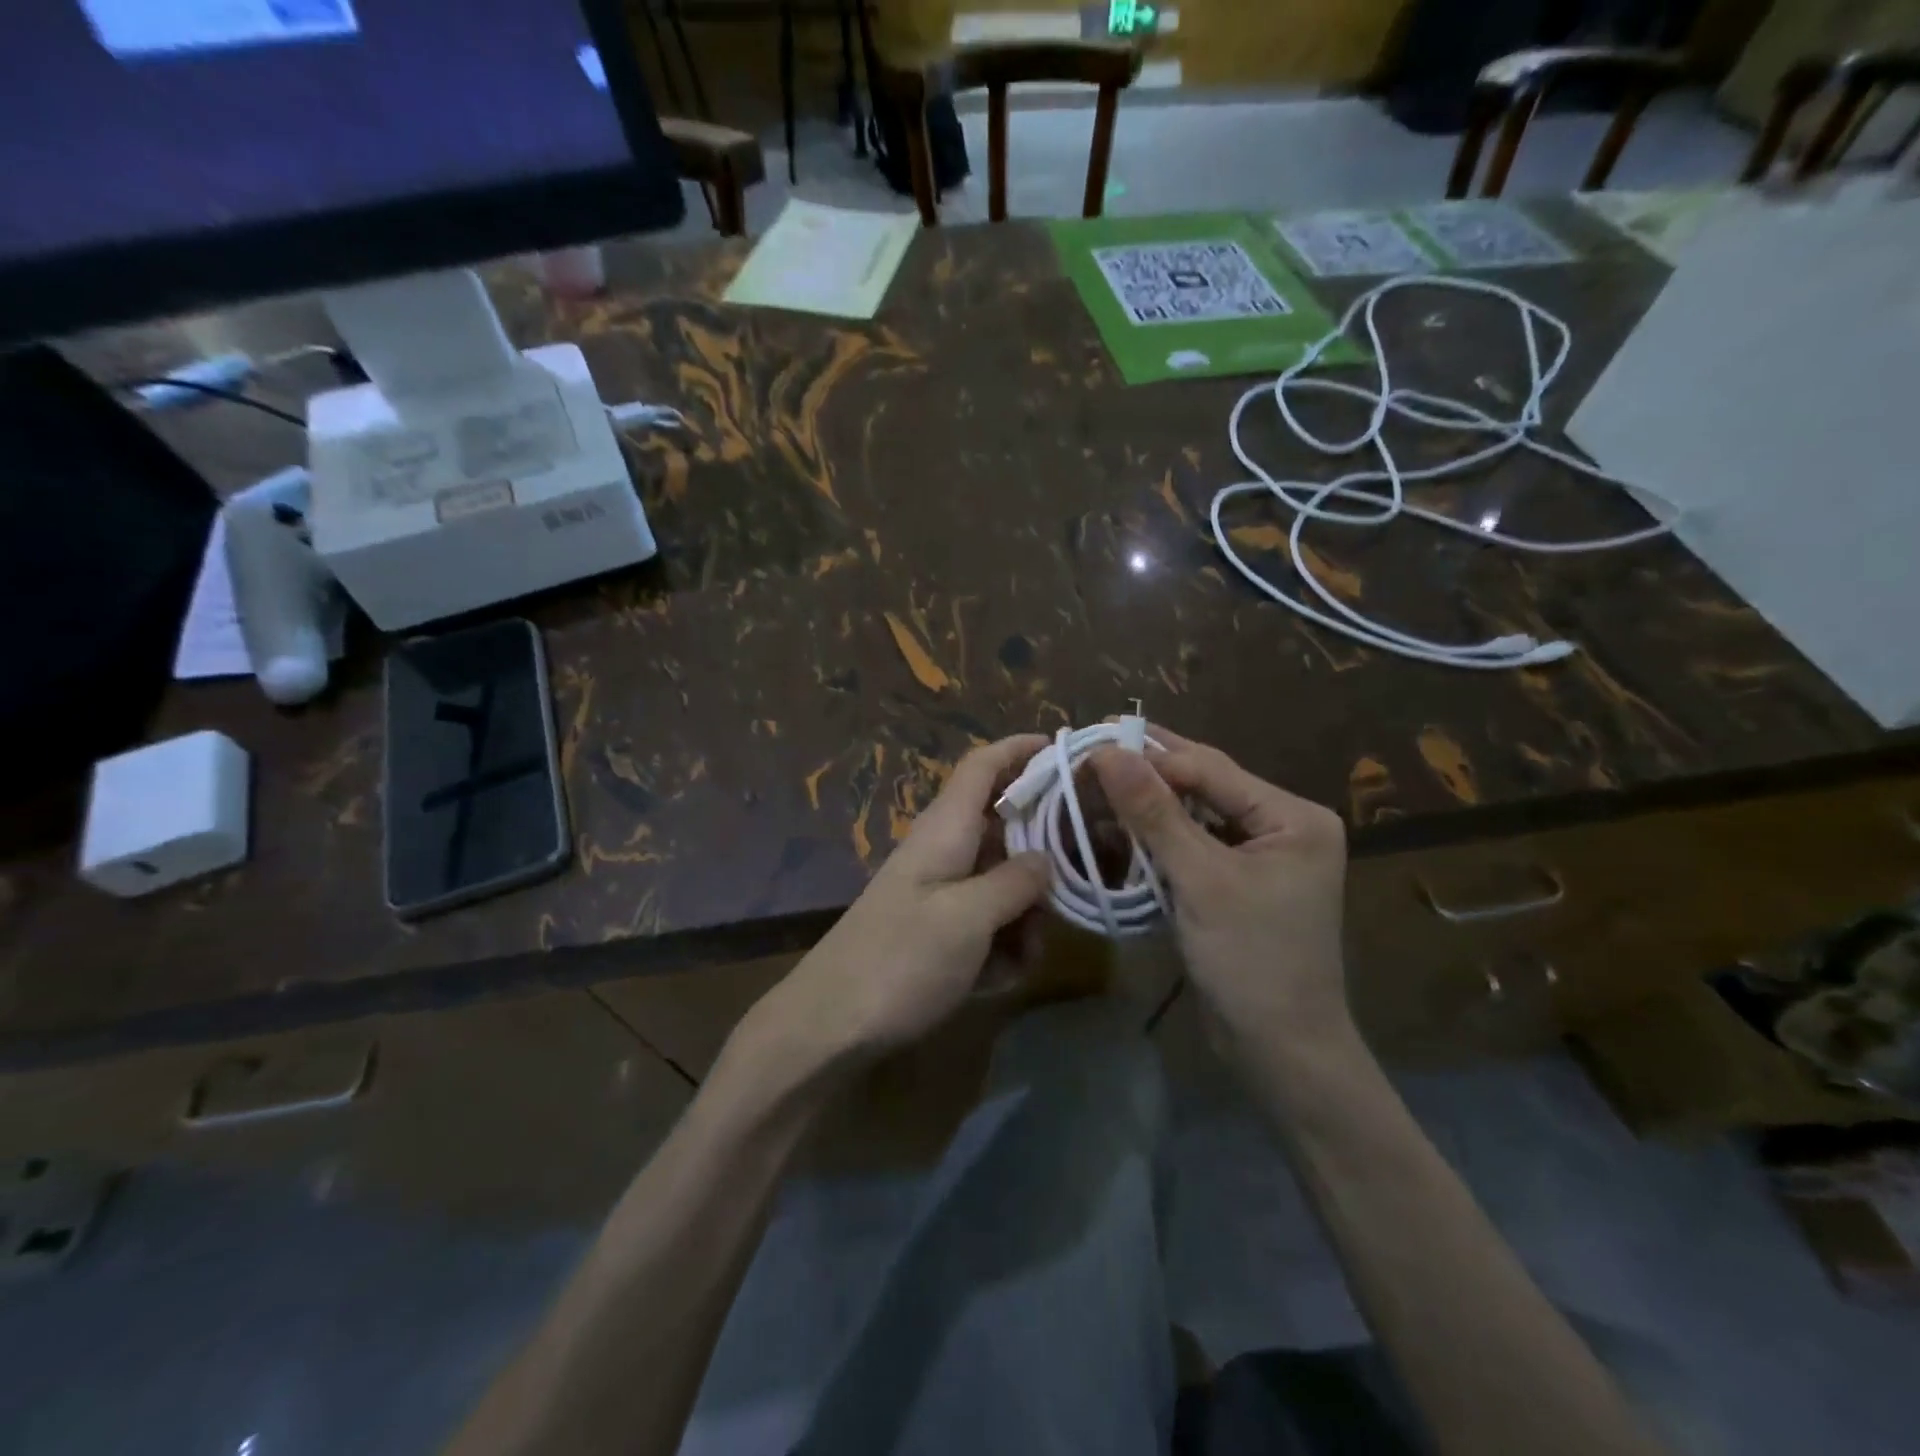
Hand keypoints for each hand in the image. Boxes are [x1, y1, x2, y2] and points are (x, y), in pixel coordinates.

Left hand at [750, 735, 1051, 1077]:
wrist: (830, 1027)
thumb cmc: (900, 960)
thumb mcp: (967, 918)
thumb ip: (1015, 882)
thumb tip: (1047, 860)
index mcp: (945, 830)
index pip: (983, 766)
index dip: (1021, 749)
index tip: (1065, 748)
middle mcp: (944, 851)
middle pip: (1005, 829)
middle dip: (1042, 860)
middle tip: (1076, 887)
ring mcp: (940, 893)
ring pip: (1004, 882)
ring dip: (1024, 916)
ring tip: (1023, 956)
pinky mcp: (938, 932)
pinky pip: (987, 923)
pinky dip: (1001, 946)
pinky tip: (998, 980)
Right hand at [1091, 728, 1351, 1074]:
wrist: (1280, 1052)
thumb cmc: (1251, 961)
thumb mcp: (1201, 881)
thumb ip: (1154, 813)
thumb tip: (1107, 753)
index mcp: (1292, 816)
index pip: (1210, 769)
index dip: (1149, 756)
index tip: (1091, 747)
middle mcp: (1280, 825)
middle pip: (1202, 786)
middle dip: (1146, 775)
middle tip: (1087, 756)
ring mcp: (1258, 855)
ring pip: (1191, 815)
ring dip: (1144, 807)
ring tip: (1092, 787)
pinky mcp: (1235, 882)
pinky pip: (1189, 846)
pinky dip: (1153, 841)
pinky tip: (1114, 829)